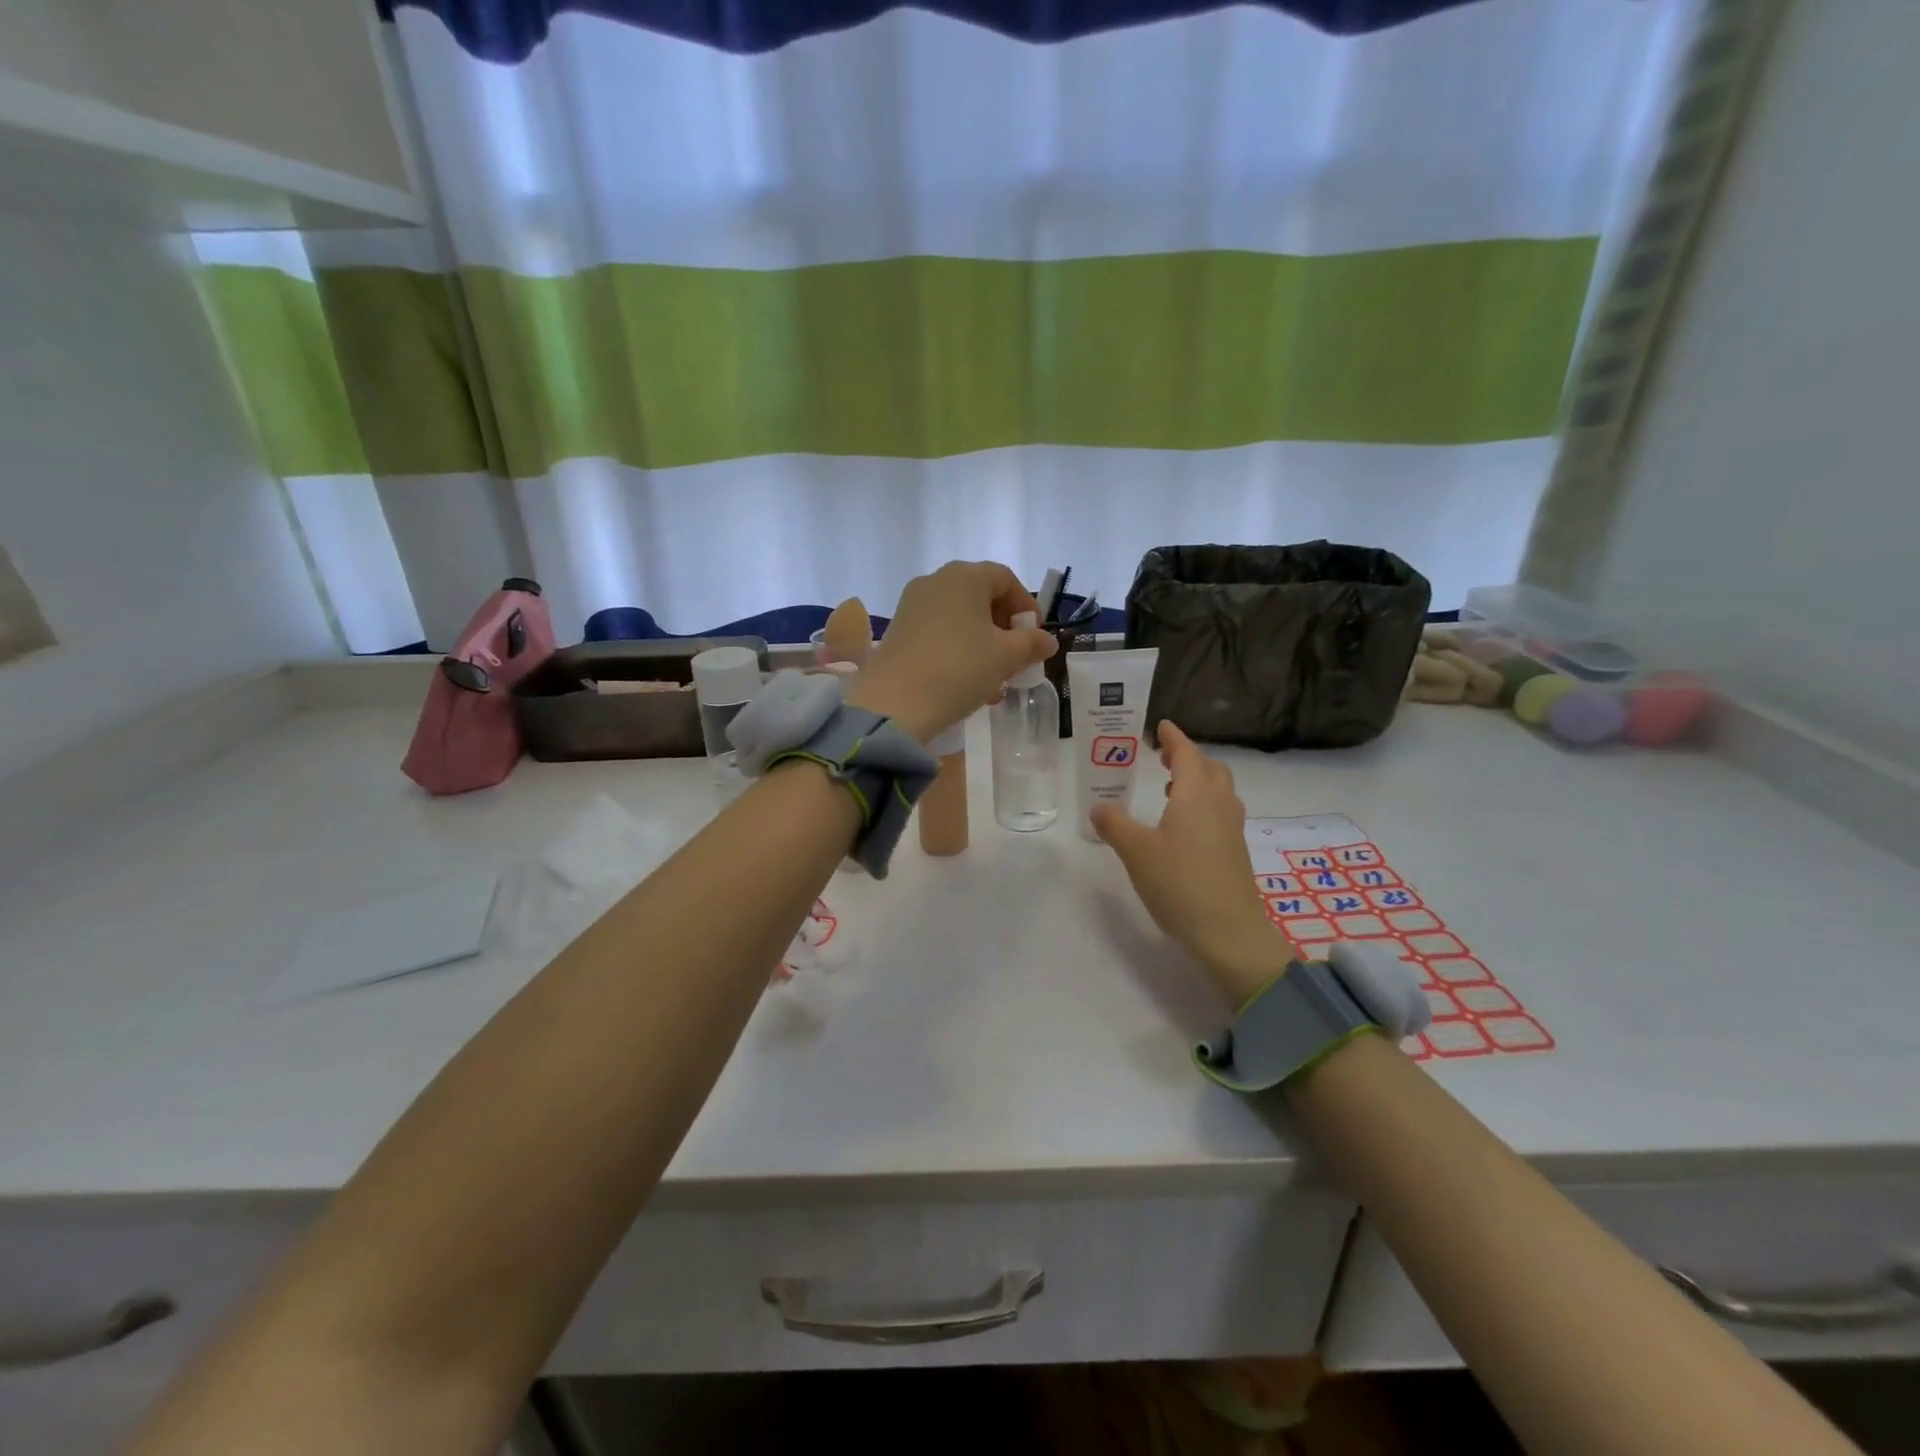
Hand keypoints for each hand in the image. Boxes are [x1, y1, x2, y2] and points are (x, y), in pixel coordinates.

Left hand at [847, 562, 1055, 742]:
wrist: (895, 703)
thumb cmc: (959, 669)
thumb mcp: (1005, 656)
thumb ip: (1031, 643)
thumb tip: (1046, 640)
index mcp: (964, 576)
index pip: (1005, 579)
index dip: (1026, 606)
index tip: (1034, 638)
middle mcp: (935, 581)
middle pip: (981, 598)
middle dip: (1004, 630)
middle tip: (1016, 660)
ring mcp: (912, 605)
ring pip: (960, 619)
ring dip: (983, 645)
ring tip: (995, 681)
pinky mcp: (898, 630)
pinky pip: (939, 633)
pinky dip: (959, 651)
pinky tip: (967, 684)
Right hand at [1091, 722, 1294, 1007]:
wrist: (1228, 933)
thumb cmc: (1179, 884)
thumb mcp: (1136, 852)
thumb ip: (1114, 824)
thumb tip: (1100, 806)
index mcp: (1197, 795)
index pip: (1187, 754)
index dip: (1174, 738)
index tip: (1161, 726)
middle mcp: (1220, 805)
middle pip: (1211, 769)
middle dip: (1188, 758)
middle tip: (1162, 758)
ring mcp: (1232, 830)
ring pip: (1220, 791)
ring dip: (1198, 782)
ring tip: (1170, 789)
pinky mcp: (1235, 853)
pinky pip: (1221, 813)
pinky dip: (1203, 805)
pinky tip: (1183, 827)